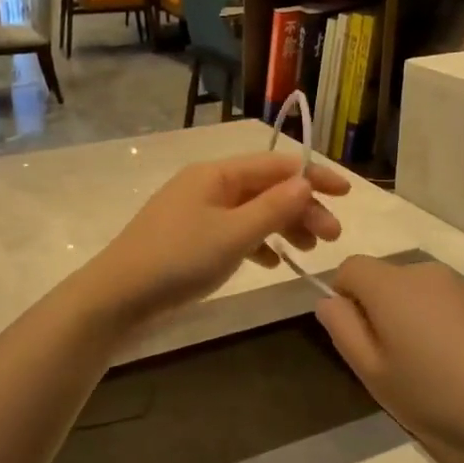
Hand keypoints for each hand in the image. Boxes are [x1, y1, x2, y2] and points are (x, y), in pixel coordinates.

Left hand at [85, 152, 348, 321]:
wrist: (118, 297)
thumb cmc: (178, 260)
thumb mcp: (233, 235)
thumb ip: (273, 208)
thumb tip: (305, 183)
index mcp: (216, 174)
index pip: (276, 165)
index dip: (313, 177)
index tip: (346, 194)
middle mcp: (207, 186)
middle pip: (266, 188)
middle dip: (302, 208)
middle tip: (332, 237)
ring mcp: (197, 213)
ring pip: (252, 212)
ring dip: (283, 226)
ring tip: (308, 251)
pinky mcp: (190, 239)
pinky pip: (234, 232)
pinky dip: (258, 244)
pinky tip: (272, 262)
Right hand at [314, 256, 463, 462]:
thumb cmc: (437, 396)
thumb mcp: (374, 373)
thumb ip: (343, 330)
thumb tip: (329, 301)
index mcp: (392, 286)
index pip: (350, 267)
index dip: (343, 298)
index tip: (359, 339)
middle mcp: (426, 273)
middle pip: (385, 279)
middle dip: (379, 311)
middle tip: (392, 363)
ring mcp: (463, 287)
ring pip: (418, 293)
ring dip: (412, 319)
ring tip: (430, 370)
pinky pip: (449, 305)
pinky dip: (443, 326)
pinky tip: (462, 367)